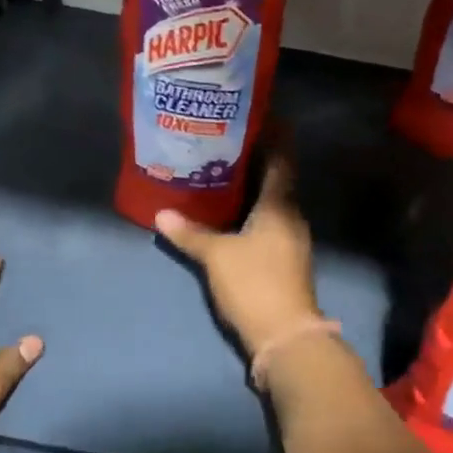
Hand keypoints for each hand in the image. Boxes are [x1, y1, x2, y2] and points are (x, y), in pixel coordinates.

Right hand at [154, 154, 321, 357]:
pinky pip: (268, 223)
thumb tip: (161, 214)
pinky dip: (250, 212)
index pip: (281, 159)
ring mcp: (291, 240)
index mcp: (281, 205)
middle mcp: (291, 216)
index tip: (255, 117)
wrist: (285, 335)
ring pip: (271, 203)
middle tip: (223, 143)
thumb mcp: (217, 256)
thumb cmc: (255, 283)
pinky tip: (229, 214)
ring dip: (251, 188)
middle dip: (253, 160)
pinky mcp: (284, 260)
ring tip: (220, 173)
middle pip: (276, 179)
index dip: (273, 136)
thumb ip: (190, 233)